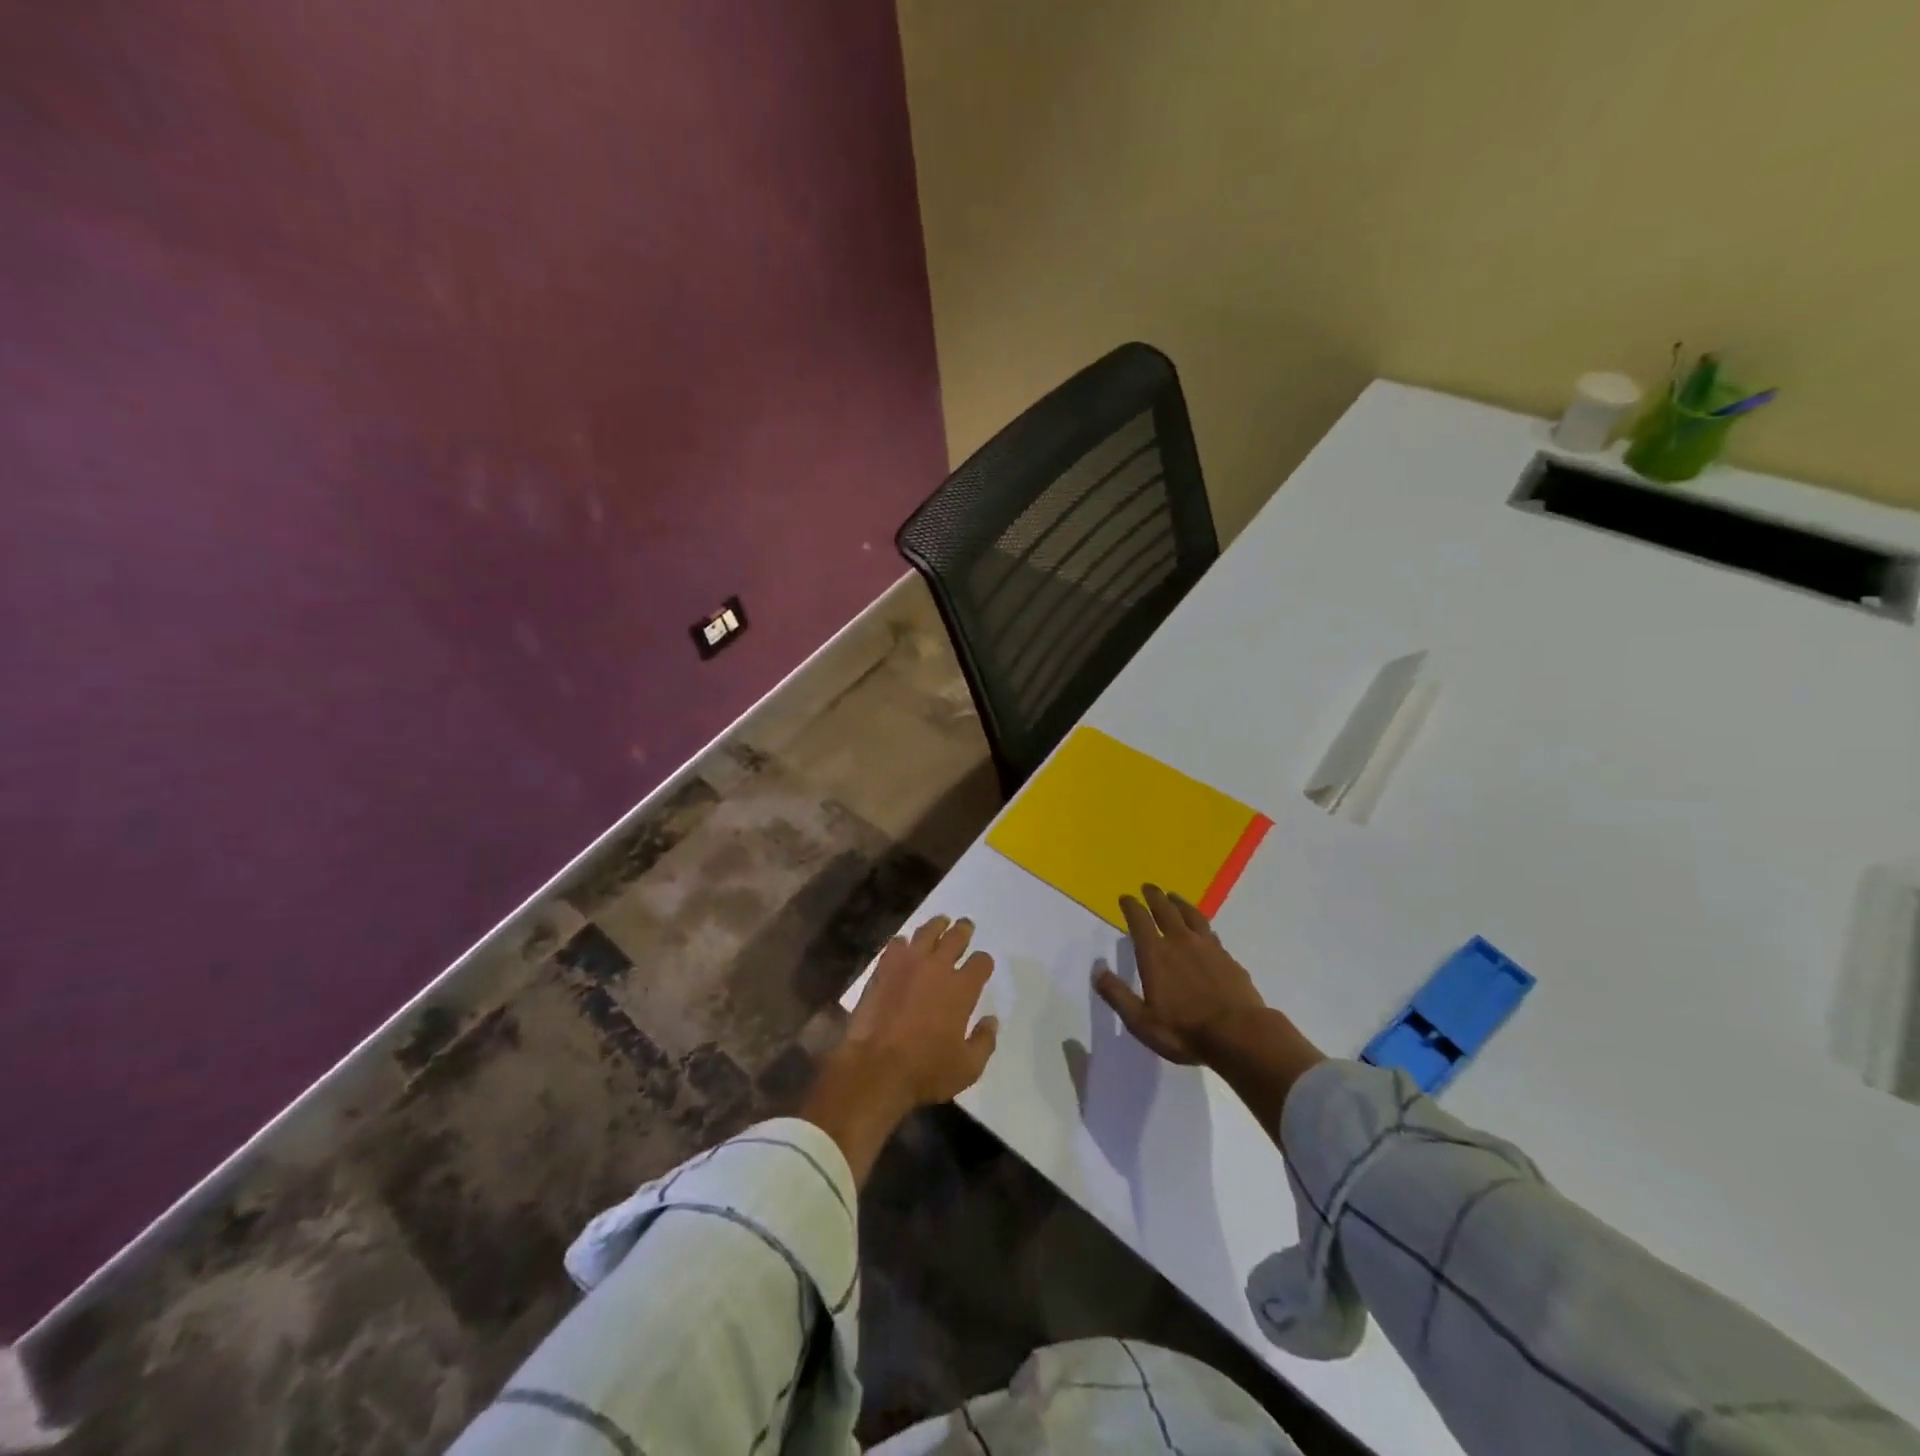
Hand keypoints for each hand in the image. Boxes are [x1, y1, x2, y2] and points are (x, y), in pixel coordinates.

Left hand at [803, 914, 997, 1185]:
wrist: (876, 1067)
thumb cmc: (926, 1070)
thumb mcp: (968, 1067)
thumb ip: (984, 1041)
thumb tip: (991, 1021)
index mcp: (962, 988)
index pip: (981, 963)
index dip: (984, 962)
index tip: (982, 965)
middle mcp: (938, 968)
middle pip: (956, 937)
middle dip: (963, 931)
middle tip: (965, 926)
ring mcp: (908, 964)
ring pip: (927, 932)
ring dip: (936, 926)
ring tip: (940, 923)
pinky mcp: (883, 968)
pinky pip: (897, 944)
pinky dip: (904, 942)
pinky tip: (905, 945)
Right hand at [1093, 884, 1265, 1065]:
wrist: (1240, 1035)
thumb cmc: (1184, 1031)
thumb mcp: (1141, 1021)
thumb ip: (1117, 993)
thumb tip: (1097, 968)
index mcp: (1156, 954)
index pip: (1140, 921)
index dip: (1131, 906)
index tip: (1125, 897)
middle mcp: (1180, 942)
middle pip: (1166, 910)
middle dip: (1154, 896)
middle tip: (1148, 887)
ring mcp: (1208, 947)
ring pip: (1191, 915)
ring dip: (1179, 903)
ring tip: (1173, 896)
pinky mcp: (1228, 958)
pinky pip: (1210, 932)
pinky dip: (1201, 924)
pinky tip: (1203, 929)